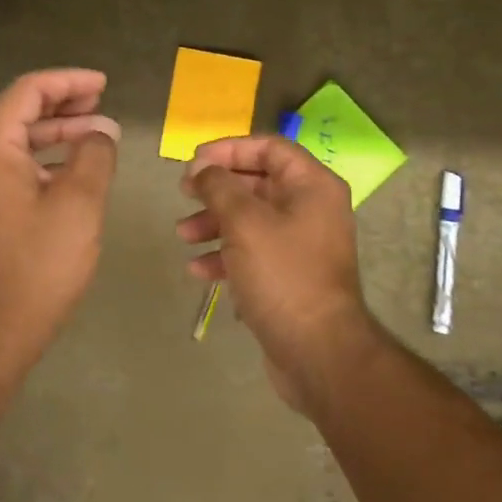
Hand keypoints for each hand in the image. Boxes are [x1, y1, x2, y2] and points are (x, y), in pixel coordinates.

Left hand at [0, 69, 120, 365]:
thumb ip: (94, 154)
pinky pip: (10, 167)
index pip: (28, 91)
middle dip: (63, 106)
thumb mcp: (78, 202)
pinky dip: (42, 160)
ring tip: (95, 136)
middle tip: (101, 106)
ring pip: (15, 142)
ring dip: (55, 134)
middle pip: (18, 113)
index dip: (68, 81)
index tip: (103, 84)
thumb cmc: (36, 263)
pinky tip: (71, 171)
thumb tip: (101, 130)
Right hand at [177, 136, 375, 404]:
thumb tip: (204, 169)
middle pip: (258, 182)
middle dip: (217, 188)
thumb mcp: (244, 222)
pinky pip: (254, 253)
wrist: (318, 353)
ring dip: (214, 222)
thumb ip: (219, 187)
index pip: (269, 147)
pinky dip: (226, 255)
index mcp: (312, 186)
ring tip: (183, 234)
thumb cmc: (282, 274)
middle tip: (184, 193)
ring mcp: (302, 245)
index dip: (228, 149)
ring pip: (251, 219)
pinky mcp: (290, 276)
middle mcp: (312, 209)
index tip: (193, 162)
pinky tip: (198, 270)